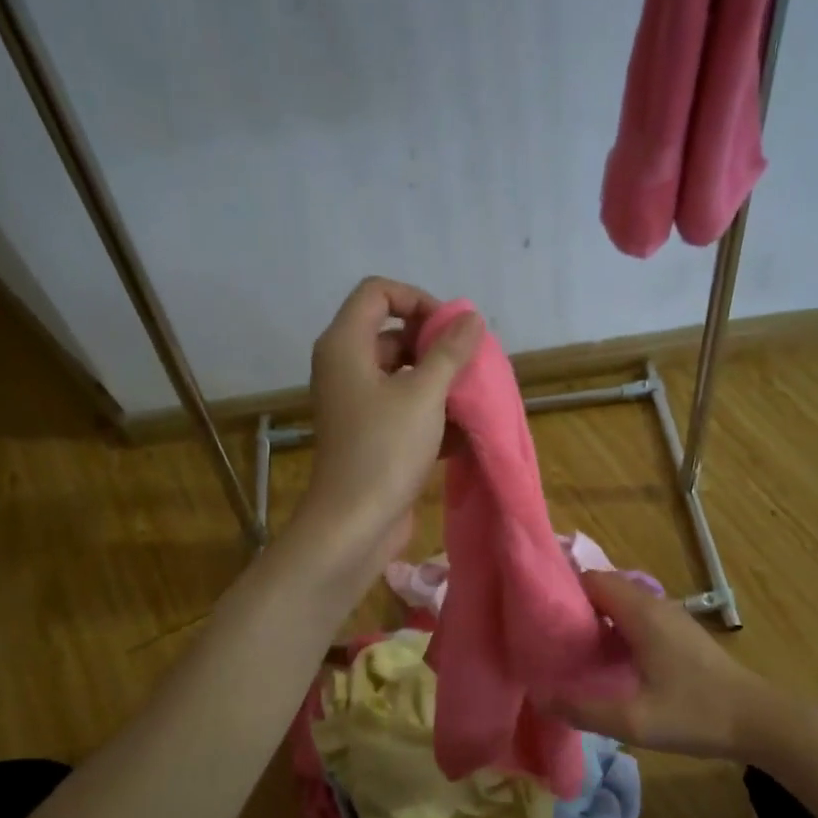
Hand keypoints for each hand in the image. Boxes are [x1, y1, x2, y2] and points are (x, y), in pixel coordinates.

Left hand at [293, 276, 481, 583]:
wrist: (354, 524)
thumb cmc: (385, 450)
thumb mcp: (424, 394)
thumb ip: (450, 352)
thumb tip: (471, 318)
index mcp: (345, 345)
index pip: (378, 293)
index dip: (418, 300)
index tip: (451, 329)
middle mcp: (345, 368)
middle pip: (392, 333)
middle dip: (435, 345)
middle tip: (470, 366)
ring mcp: (356, 403)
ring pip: (402, 375)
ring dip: (438, 383)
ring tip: (473, 398)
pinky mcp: (369, 435)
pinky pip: (402, 408)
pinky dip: (430, 414)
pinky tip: (462, 432)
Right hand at [556, 570, 770, 760]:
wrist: (759, 721)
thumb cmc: (696, 714)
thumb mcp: (634, 721)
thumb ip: (584, 710)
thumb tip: (541, 697)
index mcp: (642, 613)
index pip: (592, 579)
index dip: (562, 590)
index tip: (535, 613)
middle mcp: (655, 604)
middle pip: (604, 588)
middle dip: (574, 604)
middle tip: (545, 632)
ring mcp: (671, 617)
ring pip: (621, 602)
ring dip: (594, 617)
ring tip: (566, 645)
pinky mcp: (679, 633)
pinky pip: (636, 616)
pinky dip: (614, 627)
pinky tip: (603, 658)